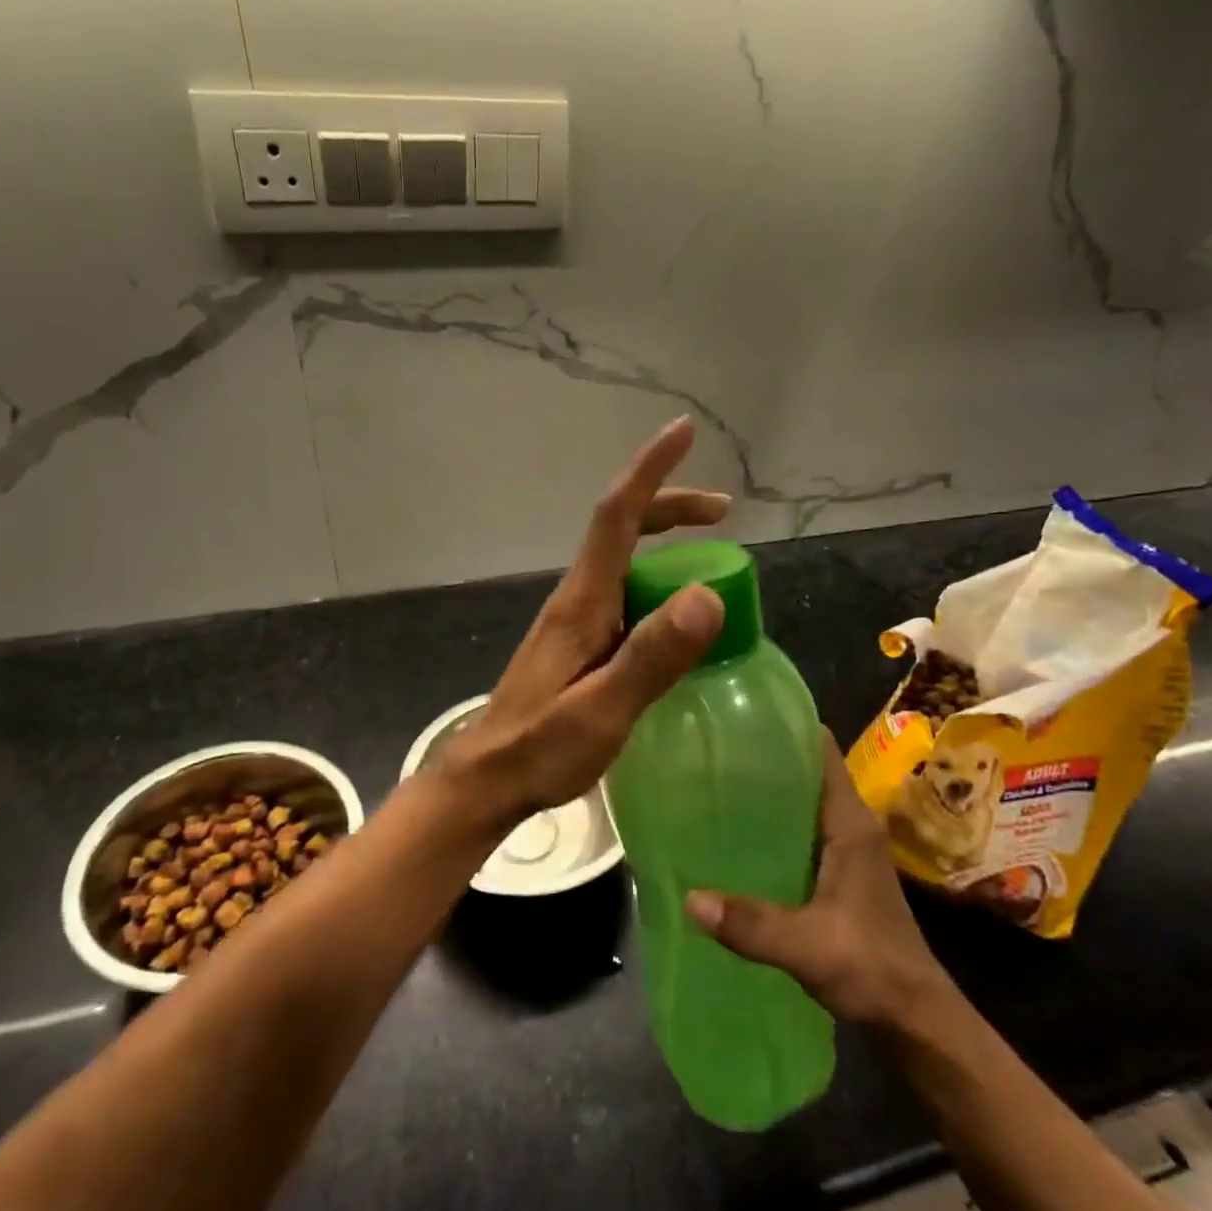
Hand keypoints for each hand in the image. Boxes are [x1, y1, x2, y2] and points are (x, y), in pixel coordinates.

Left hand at [451, 417, 730, 823]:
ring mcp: (575, 620)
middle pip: (621, 528)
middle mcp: (577, 599)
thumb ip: (651, 657)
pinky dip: (656, 581)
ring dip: (665, 542)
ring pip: (623, 560)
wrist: (488, 779)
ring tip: (713, 558)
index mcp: (582, 602)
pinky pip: (624, 592)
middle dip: (670, 505)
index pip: (616, 516)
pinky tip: (676, 613)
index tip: (682, 432)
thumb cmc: (541, 748)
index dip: (650, 470)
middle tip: (723, 511)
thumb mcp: (603, 710)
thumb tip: (705, 596)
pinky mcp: (578, 643)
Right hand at [685, 737, 954, 1028]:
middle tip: (711, 749)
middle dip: (764, 757)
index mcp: (849, 823)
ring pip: (801, 802)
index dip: (787, 727)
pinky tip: (734, 835)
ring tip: (712, 783)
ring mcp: (844, 849)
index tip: (741, 715)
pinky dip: (771, 824)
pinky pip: (799, 831)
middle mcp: (848, 826)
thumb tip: (690, 898)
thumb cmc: (872, 967)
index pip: (822, 751)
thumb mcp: (808, 945)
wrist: (914, 1017)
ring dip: (766, 792)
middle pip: (806, 772)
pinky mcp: (836, 873)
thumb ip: (752, 924)